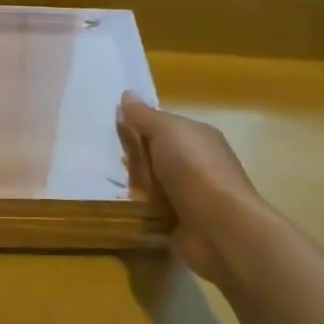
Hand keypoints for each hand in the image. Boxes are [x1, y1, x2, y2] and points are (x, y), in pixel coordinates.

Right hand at [118, 92, 268, 276]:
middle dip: (131, 158)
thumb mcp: (166, 131)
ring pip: (149, 183)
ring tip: (104, 182)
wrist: (220, 228)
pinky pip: (149, 209)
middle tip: (103, 158)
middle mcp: (195, 163)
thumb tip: (126, 94)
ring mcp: (188, 194)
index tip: (110, 129)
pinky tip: (117, 205)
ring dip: (131, 184)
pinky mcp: (179, 222)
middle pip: (153, 155)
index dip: (137, 125)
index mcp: (197, 137)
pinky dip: (135, 209)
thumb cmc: (194, 170)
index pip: (162, 126)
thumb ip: (144, 115)